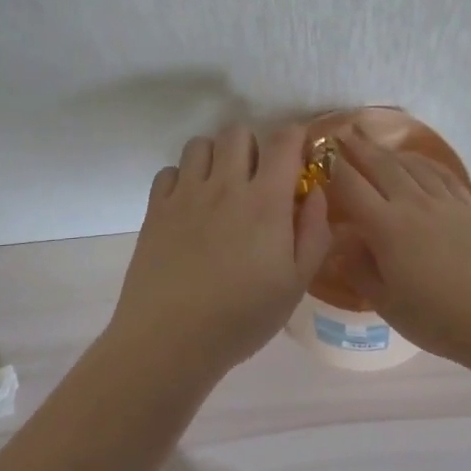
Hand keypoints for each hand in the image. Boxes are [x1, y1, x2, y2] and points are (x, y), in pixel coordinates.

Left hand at [108, 124, 333, 370]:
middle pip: (237, 131)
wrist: (171, 339)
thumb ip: (314, 232)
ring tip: (221, 187)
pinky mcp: (155, 209)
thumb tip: (315, 191)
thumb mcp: (296, 283)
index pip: (284, 140)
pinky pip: (169, 170)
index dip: (295, 137)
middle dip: (253, 145)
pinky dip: (183, 179)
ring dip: (216, 156)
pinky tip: (189, 207)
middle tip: (258, 177)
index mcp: (265, 200)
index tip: (299, 156)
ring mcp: (185, 194)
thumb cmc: (243, 316)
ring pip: (200, 144)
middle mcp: (225, 185)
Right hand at [326, 132, 470, 365]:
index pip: (350, 186)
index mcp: (387, 228)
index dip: (331, 167)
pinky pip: (440, 174)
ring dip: (388, 151)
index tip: (318, 154)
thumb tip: (343, 242)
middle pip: (381, 165)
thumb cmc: (438, 320)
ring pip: (410, 165)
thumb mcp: (386, 305)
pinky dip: (422, 161)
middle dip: (358, 146)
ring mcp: (444, 202)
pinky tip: (416, 162)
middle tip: (342, 131)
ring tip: (374, 142)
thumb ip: (359, 269)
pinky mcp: (468, 208)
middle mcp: (413, 204)